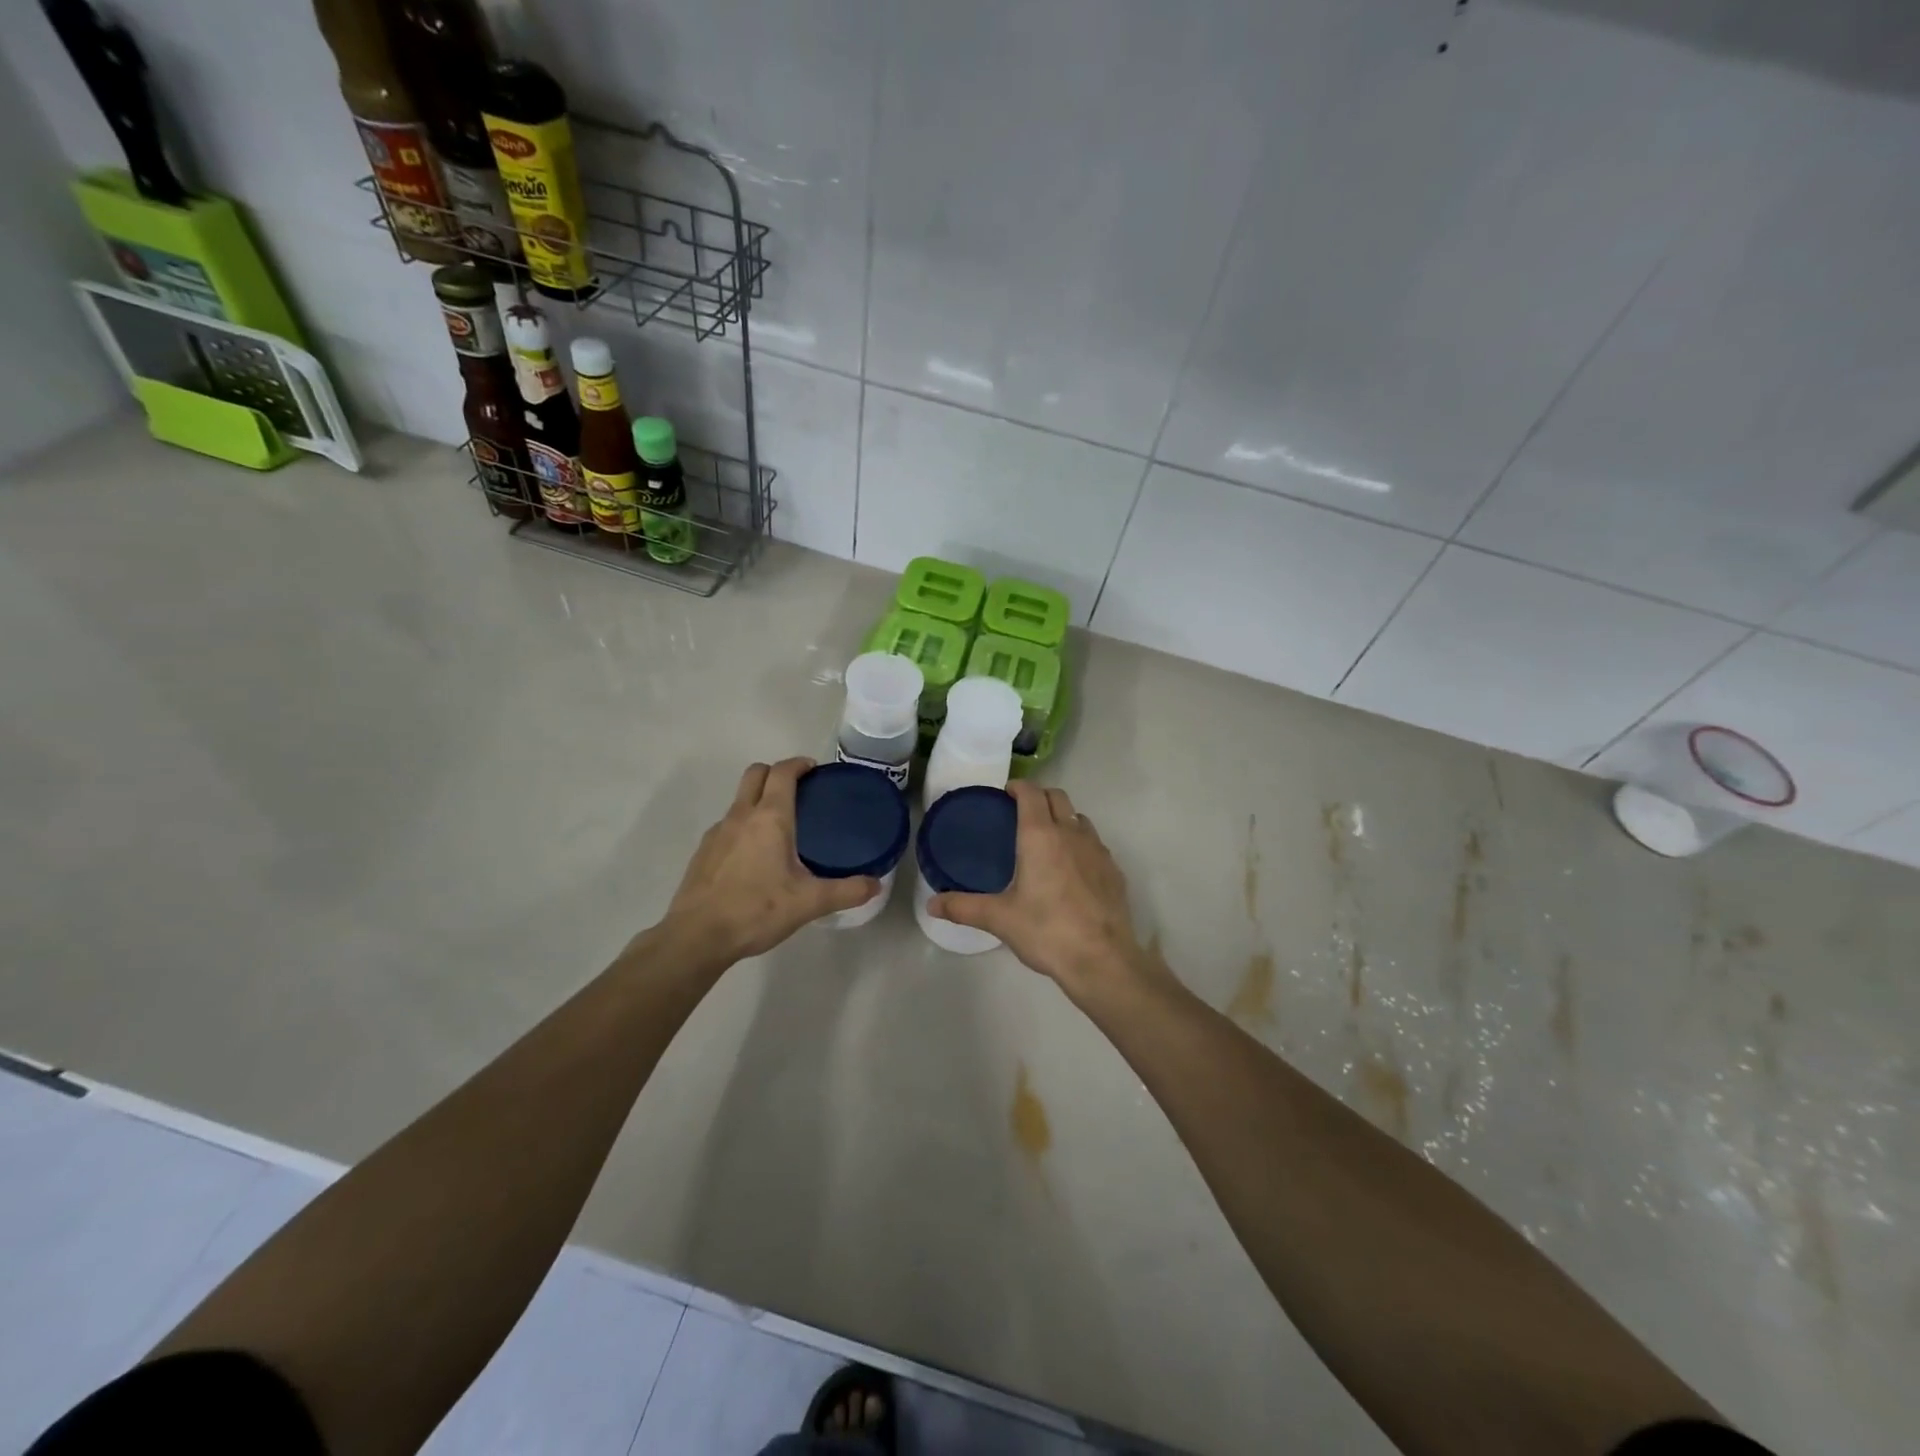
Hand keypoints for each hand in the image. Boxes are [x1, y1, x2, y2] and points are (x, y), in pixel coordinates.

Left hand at [660, 759, 878, 963]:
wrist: (697, 937)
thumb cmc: (756, 910)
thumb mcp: (809, 903)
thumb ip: (846, 891)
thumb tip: (876, 884)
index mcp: (770, 818)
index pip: (782, 772)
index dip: (798, 764)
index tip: (813, 769)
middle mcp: (741, 816)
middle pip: (755, 773)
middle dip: (776, 772)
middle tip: (798, 790)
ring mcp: (717, 833)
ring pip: (739, 799)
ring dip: (759, 798)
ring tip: (780, 825)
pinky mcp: (703, 852)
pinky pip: (727, 824)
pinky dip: (743, 825)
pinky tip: (754, 856)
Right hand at [930, 781, 1159, 1002]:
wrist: (1102, 960)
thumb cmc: (1046, 931)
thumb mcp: (999, 919)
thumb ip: (963, 907)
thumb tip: (931, 905)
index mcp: (1040, 836)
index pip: (1031, 793)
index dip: (1018, 786)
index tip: (1006, 793)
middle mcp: (1071, 833)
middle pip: (1058, 797)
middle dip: (1040, 797)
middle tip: (1022, 813)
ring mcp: (1098, 850)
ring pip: (1079, 818)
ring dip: (1063, 818)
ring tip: (1048, 840)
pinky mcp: (1114, 870)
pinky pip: (1095, 844)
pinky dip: (1081, 844)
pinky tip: (1073, 870)